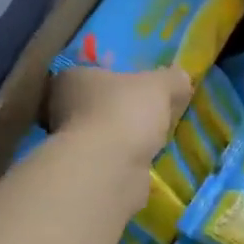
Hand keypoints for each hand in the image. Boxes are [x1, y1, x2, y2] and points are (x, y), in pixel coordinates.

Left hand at [48, 64, 191, 167]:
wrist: (108, 170)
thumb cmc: (124, 113)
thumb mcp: (159, 85)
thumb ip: (172, 79)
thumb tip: (182, 79)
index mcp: (72, 78)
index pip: (92, 70)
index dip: (117, 75)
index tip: (140, 84)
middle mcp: (62, 109)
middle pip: (98, 103)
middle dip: (121, 108)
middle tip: (152, 111)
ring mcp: (71, 144)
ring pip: (104, 134)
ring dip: (124, 137)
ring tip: (155, 138)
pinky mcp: (84, 172)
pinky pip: (110, 160)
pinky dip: (126, 160)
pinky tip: (146, 160)